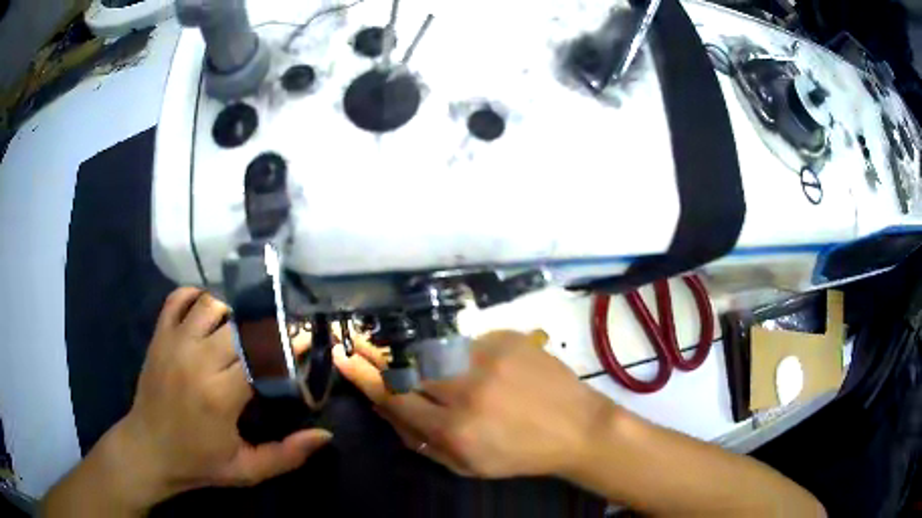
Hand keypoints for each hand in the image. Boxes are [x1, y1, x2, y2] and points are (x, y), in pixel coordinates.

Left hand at [114, 288, 331, 505]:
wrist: (148, 450)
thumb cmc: (198, 463)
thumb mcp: (247, 471)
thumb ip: (287, 455)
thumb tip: (325, 437)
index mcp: (220, 395)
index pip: (263, 356)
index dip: (288, 347)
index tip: (304, 344)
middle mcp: (197, 360)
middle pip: (241, 326)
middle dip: (266, 329)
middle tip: (277, 340)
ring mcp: (174, 342)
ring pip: (212, 304)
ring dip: (233, 313)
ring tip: (242, 332)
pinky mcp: (159, 336)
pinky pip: (179, 298)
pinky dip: (196, 296)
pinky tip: (208, 312)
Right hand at [333, 330, 610, 478]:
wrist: (577, 427)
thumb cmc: (519, 454)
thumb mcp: (466, 465)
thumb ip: (421, 441)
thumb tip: (386, 409)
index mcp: (455, 429)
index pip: (393, 397)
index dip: (364, 377)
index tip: (343, 357)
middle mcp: (466, 388)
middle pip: (407, 364)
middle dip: (382, 356)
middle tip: (368, 347)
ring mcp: (487, 357)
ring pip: (433, 348)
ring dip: (423, 356)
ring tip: (430, 365)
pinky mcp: (505, 337)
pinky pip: (465, 341)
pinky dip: (459, 352)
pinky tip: (477, 367)